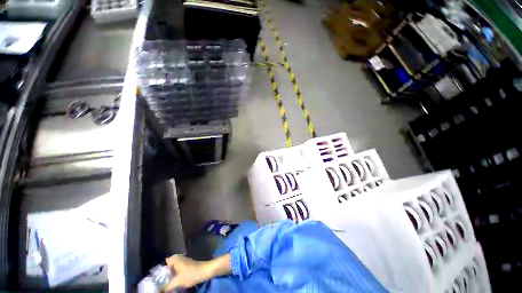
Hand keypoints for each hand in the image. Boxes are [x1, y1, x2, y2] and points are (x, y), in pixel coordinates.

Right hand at [164, 255, 205, 290]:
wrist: (205, 271)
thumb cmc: (192, 274)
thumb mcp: (178, 281)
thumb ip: (168, 286)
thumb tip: (160, 290)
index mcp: (177, 260)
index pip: (166, 261)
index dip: (161, 268)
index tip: (158, 277)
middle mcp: (180, 259)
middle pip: (170, 265)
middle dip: (166, 273)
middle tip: (162, 281)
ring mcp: (185, 262)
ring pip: (175, 267)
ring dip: (171, 274)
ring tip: (168, 283)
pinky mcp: (188, 266)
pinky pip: (179, 269)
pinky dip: (176, 275)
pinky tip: (176, 282)